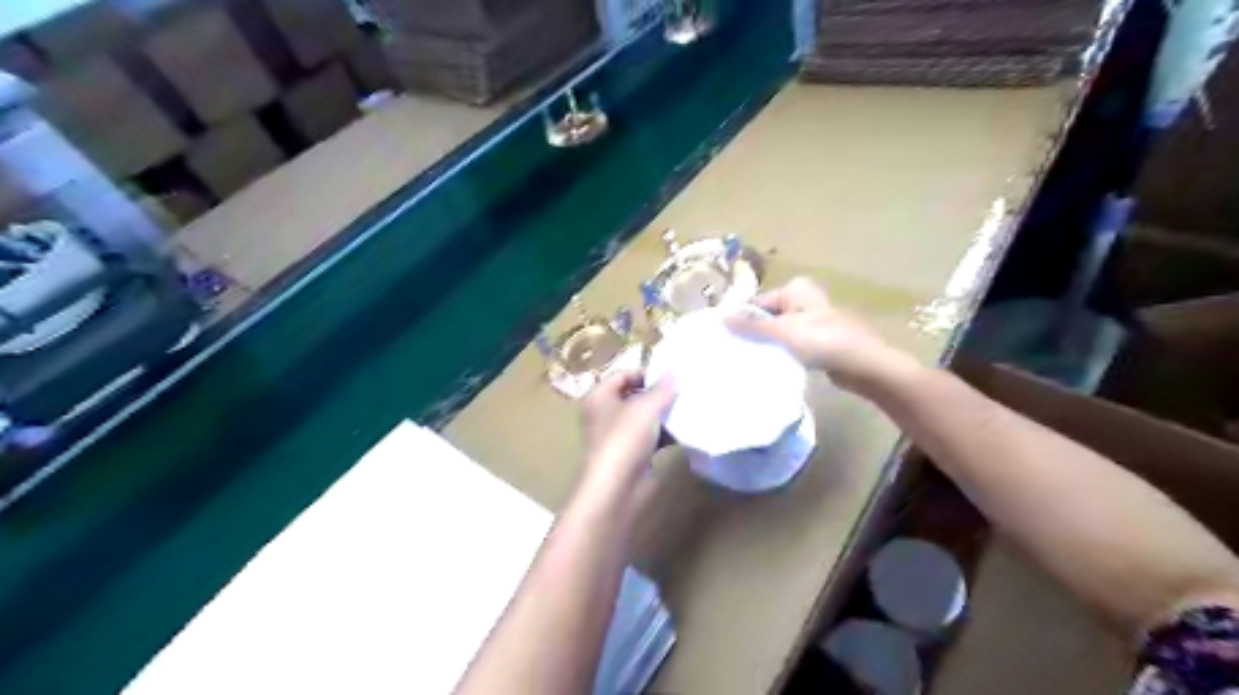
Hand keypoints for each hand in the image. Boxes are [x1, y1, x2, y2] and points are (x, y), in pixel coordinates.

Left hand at [581, 375, 675, 498]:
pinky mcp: (631, 456)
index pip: (621, 375)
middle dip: (658, 394)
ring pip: (644, 419)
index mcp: (599, 397)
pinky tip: (686, 432)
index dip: (644, 373)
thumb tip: (672, 373)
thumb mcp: (646, 407)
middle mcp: (605, 414)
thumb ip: (661, 389)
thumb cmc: (624, 438)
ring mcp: (618, 437)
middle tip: (684, 390)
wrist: (616, 489)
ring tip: (689, 408)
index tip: (670, 376)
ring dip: (664, 415)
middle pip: (634, 397)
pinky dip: (666, 435)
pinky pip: (651, 439)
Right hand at [729, 274, 918, 394]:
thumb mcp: (784, 331)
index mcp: (797, 289)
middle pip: (767, 317)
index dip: (741, 320)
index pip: (758, 302)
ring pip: (778, 332)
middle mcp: (803, 300)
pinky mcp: (818, 341)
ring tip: (746, 361)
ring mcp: (812, 321)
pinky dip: (781, 353)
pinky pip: (791, 345)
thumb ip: (752, 325)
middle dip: (753, 333)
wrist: (865, 365)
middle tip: (732, 352)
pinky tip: (769, 366)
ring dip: (767, 345)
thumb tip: (722, 317)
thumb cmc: (824, 341)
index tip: (723, 339)